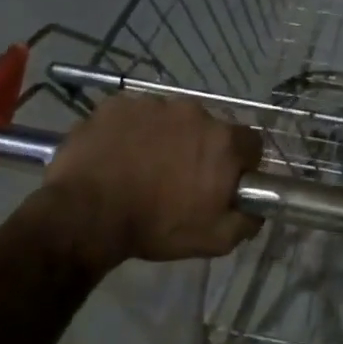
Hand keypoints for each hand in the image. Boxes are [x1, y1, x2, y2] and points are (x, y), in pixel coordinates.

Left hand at [42, 94, 261, 269]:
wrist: (86, 214)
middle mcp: (193, 112)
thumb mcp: (214, 240)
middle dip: (201, 149)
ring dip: (166, 138)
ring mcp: (152, 104)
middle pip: (208, 128)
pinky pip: (134, 115)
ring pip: (170, 120)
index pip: (250, 143)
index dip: (242, 164)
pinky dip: (132, 131)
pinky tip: (118, 155)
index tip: (225, 181)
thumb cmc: (156, 227)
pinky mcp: (117, 104)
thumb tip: (256, 210)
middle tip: (180, 179)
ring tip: (144, 167)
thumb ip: (246, 222)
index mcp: (222, 142)